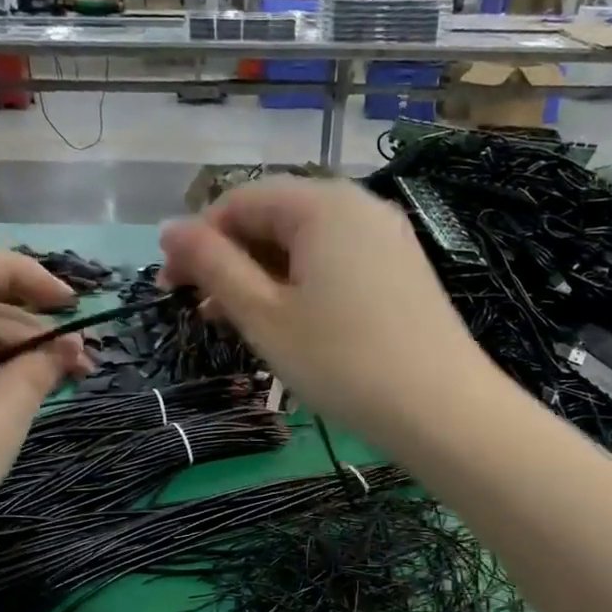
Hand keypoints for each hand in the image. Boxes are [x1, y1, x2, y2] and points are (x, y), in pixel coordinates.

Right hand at [159, 177, 496, 450]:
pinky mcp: (401, 270)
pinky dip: (300, 286)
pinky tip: (287, 323)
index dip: (197, 240)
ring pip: (305, 245)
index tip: (169, 286)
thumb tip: (169, 230)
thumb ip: (214, 266)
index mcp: (322, 204)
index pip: (239, 201)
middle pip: (274, 218)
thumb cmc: (342, 362)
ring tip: (236, 323)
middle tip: (201, 310)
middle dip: (230, 259)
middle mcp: (358, 206)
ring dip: (262, 276)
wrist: (442, 411)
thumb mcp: (264, 315)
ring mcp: (386, 237)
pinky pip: (336, 263)